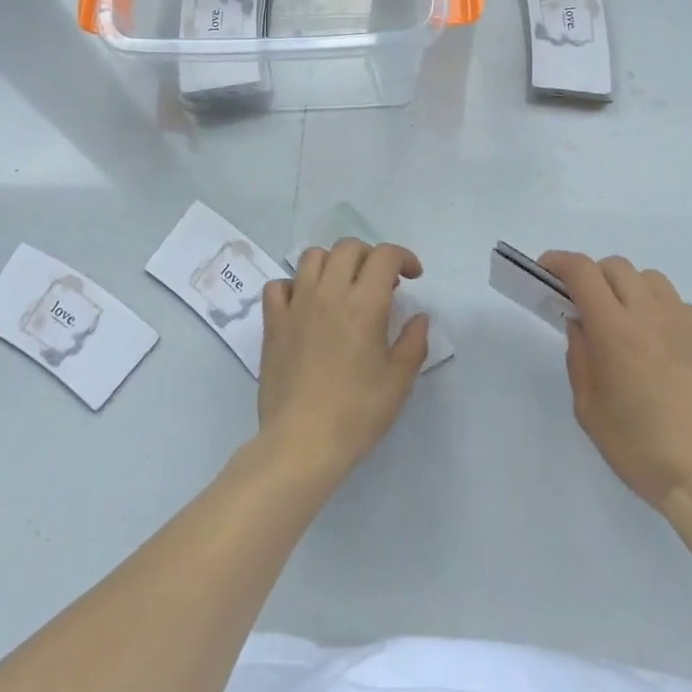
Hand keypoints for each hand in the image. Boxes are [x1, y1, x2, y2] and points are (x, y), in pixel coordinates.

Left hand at [256, 238, 429, 486]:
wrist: (301, 443)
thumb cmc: (356, 414)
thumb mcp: (398, 382)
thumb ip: (413, 342)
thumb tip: (418, 317)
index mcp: (364, 305)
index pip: (385, 256)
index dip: (403, 257)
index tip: (413, 276)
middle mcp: (329, 293)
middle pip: (349, 248)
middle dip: (370, 256)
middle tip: (380, 283)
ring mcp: (296, 304)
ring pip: (313, 257)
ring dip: (333, 263)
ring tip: (343, 288)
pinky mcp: (273, 322)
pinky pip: (279, 285)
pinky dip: (294, 286)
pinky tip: (305, 305)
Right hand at [545, 251, 691, 553]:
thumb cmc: (641, 449)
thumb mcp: (589, 409)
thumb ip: (580, 358)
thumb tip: (581, 325)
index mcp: (616, 328)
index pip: (582, 271)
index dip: (559, 262)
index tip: (547, 271)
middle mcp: (653, 314)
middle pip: (616, 267)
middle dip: (594, 277)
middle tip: (587, 307)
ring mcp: (689, 324)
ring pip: (652, 281)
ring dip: (630, 290)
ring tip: (628, 325)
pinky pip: (681, 308)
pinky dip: (662, 314)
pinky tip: (664, 352)